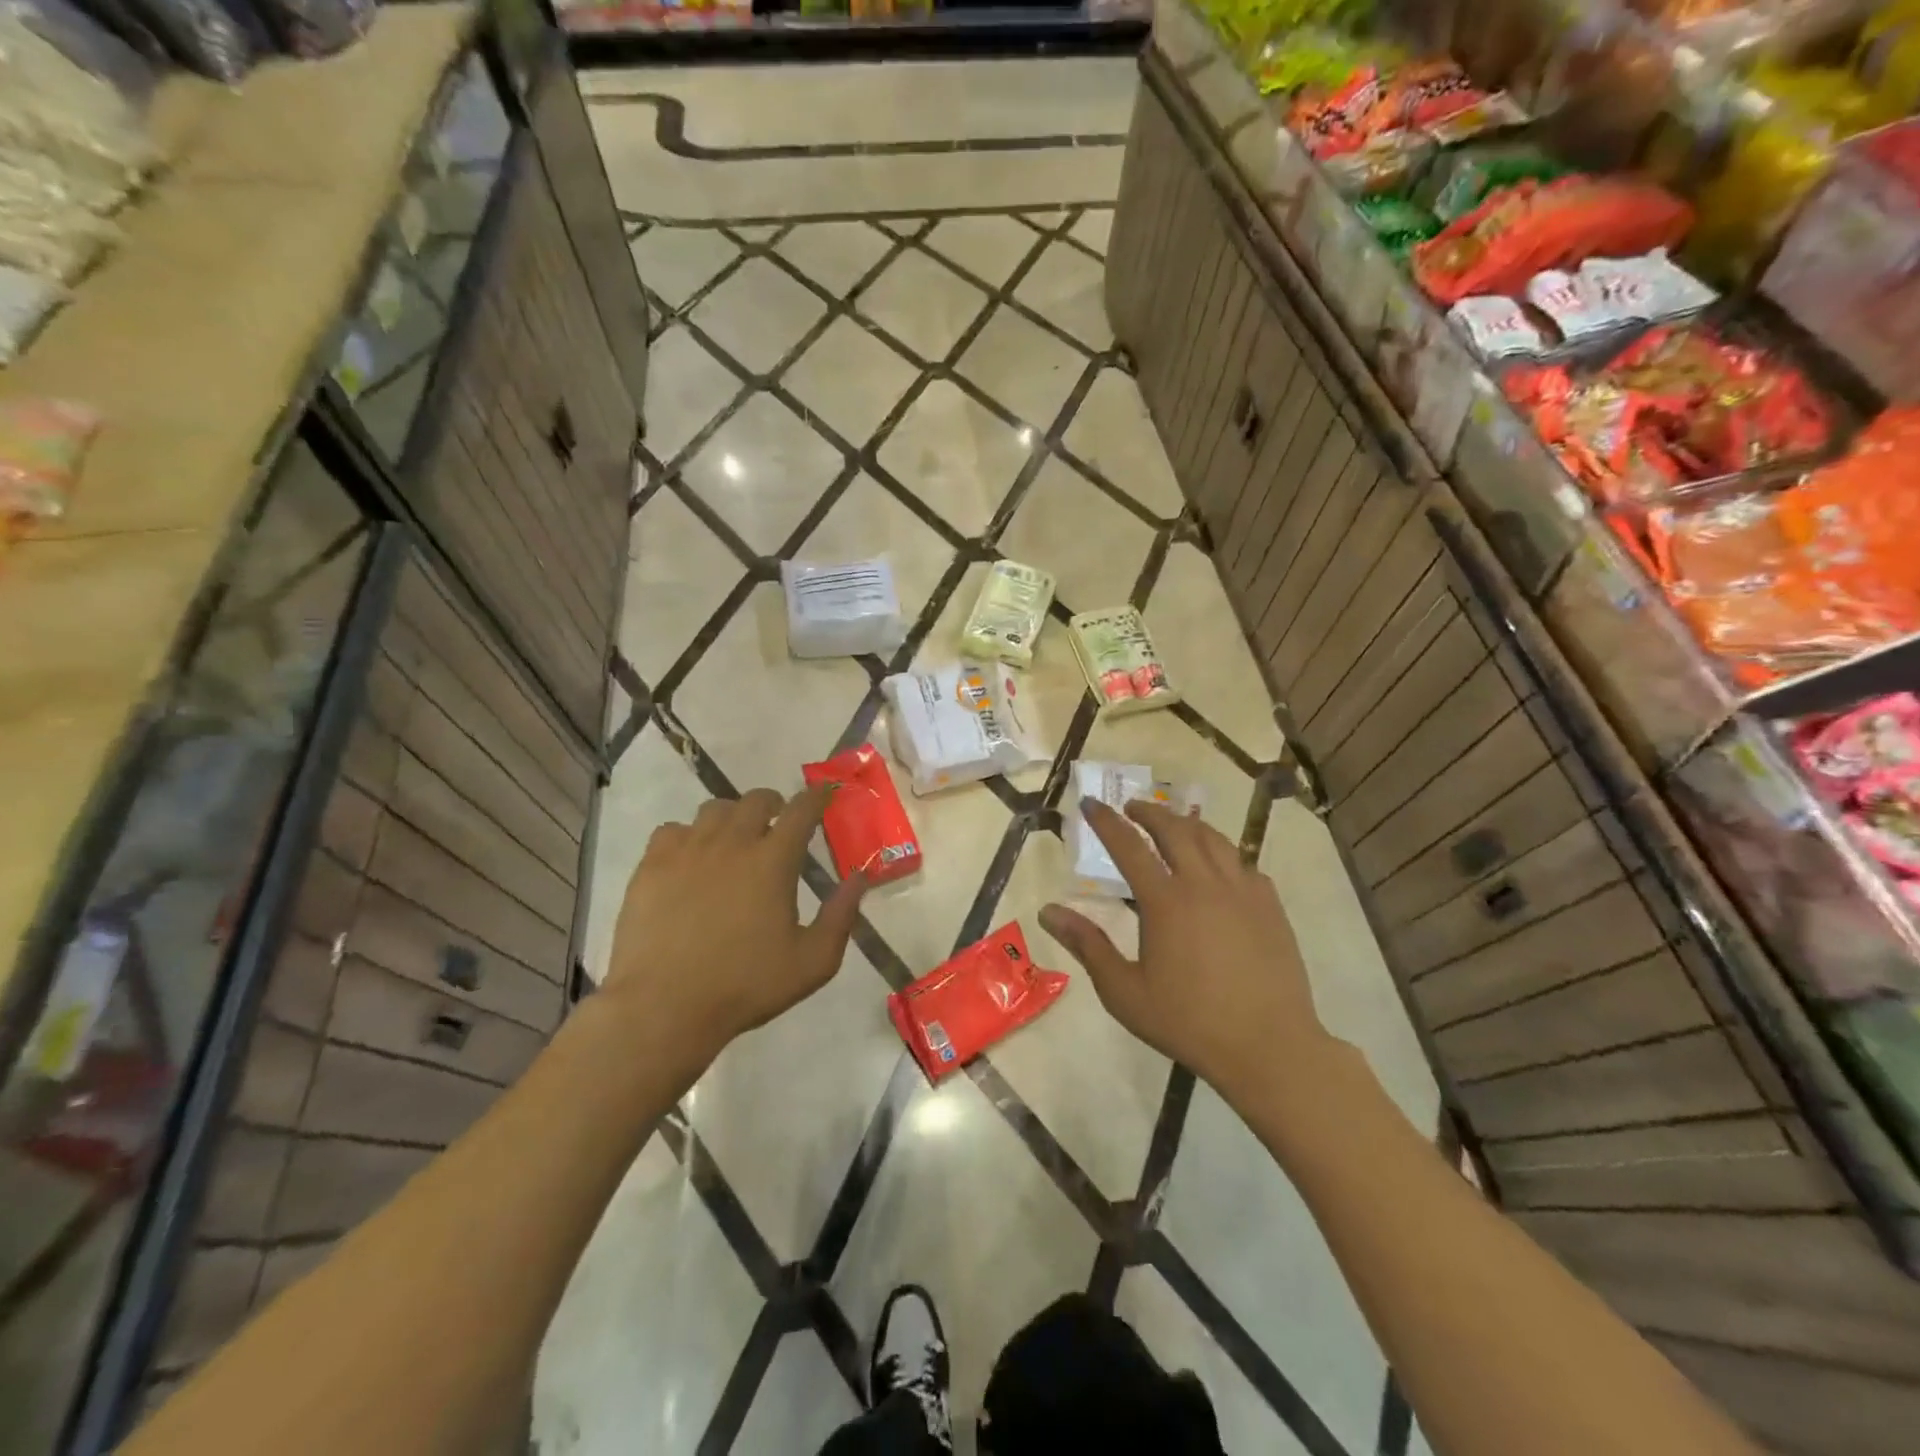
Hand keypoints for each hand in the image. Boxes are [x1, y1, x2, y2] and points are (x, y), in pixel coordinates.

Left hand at [602, 787, 864, 1063]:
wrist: (664, 1007)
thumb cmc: (746, 985)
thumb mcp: (813, 961)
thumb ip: (842, 914)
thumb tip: (860, 876)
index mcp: (774, 860)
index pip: (802, 810)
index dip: (816, 797)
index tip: (824, 793)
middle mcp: (732, 842)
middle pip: (756, 800)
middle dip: (774, 804)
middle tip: (778, 823)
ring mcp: (687, 850)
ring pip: (713, 809)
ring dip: (732, 817)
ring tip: (734, 839)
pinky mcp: (651, 865)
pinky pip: (672, 830)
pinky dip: (688, 836)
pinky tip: (690, 860)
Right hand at [1040, 799, 1331, 1096]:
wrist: (1268, 1047)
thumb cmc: (1188, 1022)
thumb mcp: (1124, 991)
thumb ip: (1087, 945)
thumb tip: (1047, 911)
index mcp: (1166, 901)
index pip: (1128, 846)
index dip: (1106, 821)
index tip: (1091, 803)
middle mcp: (1205, 884)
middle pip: (1175, 829)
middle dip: (1149, 812)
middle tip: (1132, 808)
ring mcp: (1243, 891)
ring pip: (1213, 839)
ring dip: (1187, 824)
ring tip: (1173, 824)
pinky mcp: (1270, 906)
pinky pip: (1244, 863)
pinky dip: (1223, 853)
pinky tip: (1219, 865)